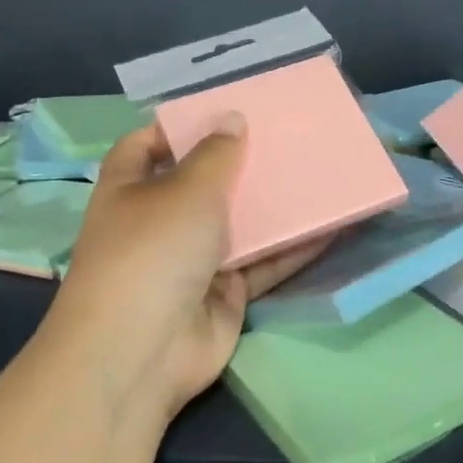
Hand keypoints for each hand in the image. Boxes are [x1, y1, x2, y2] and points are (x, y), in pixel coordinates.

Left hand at [41, 117, 326, 428]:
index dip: (179, 127)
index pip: (147, 145)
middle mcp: (158, 221)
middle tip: (287, 137)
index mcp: (130, 188)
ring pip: (238, 224)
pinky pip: (262, 263)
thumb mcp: (187, 190)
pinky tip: (331, 225)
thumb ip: (216, 154)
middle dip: (240, 163)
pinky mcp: (224, 293)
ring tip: (318, 172)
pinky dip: (292, 247)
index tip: (225, 111)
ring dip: (272, 205)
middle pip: (201, 183)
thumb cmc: (153, 250)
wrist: (144, 350)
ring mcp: (192, 260)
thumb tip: (232, 119)